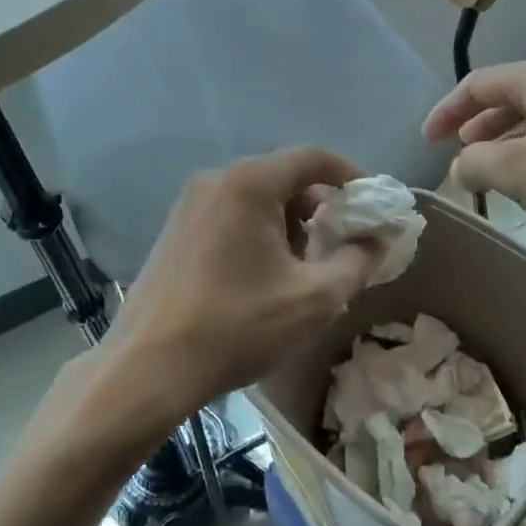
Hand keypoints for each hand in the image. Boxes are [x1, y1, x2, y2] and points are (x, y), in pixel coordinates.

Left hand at [109, 147, 385, 416]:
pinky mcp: (175, 231)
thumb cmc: (237, 326)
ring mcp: (190, 205)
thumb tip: (378, 241)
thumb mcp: (314, 298)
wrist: (148, 368)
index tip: (373, 205)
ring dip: (290, 224)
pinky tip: (265, 277)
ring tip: (305, 269)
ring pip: (257, 199)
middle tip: (342, 245)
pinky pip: (231, 216)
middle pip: (284, 178)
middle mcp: (217, 180)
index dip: (352, 176)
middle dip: (321, 208)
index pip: (314, 158)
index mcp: (250, 183)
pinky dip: (259, 233)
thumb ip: (357, 262)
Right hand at [423, 56, 525, 251]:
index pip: (477, 84)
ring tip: (491, 175)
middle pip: (507, 100)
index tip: (426, 139)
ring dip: (507, 148)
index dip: (446, 110)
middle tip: (457, 155)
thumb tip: (460, 166)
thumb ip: (475, 164)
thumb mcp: (518, 170)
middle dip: (477, 128)